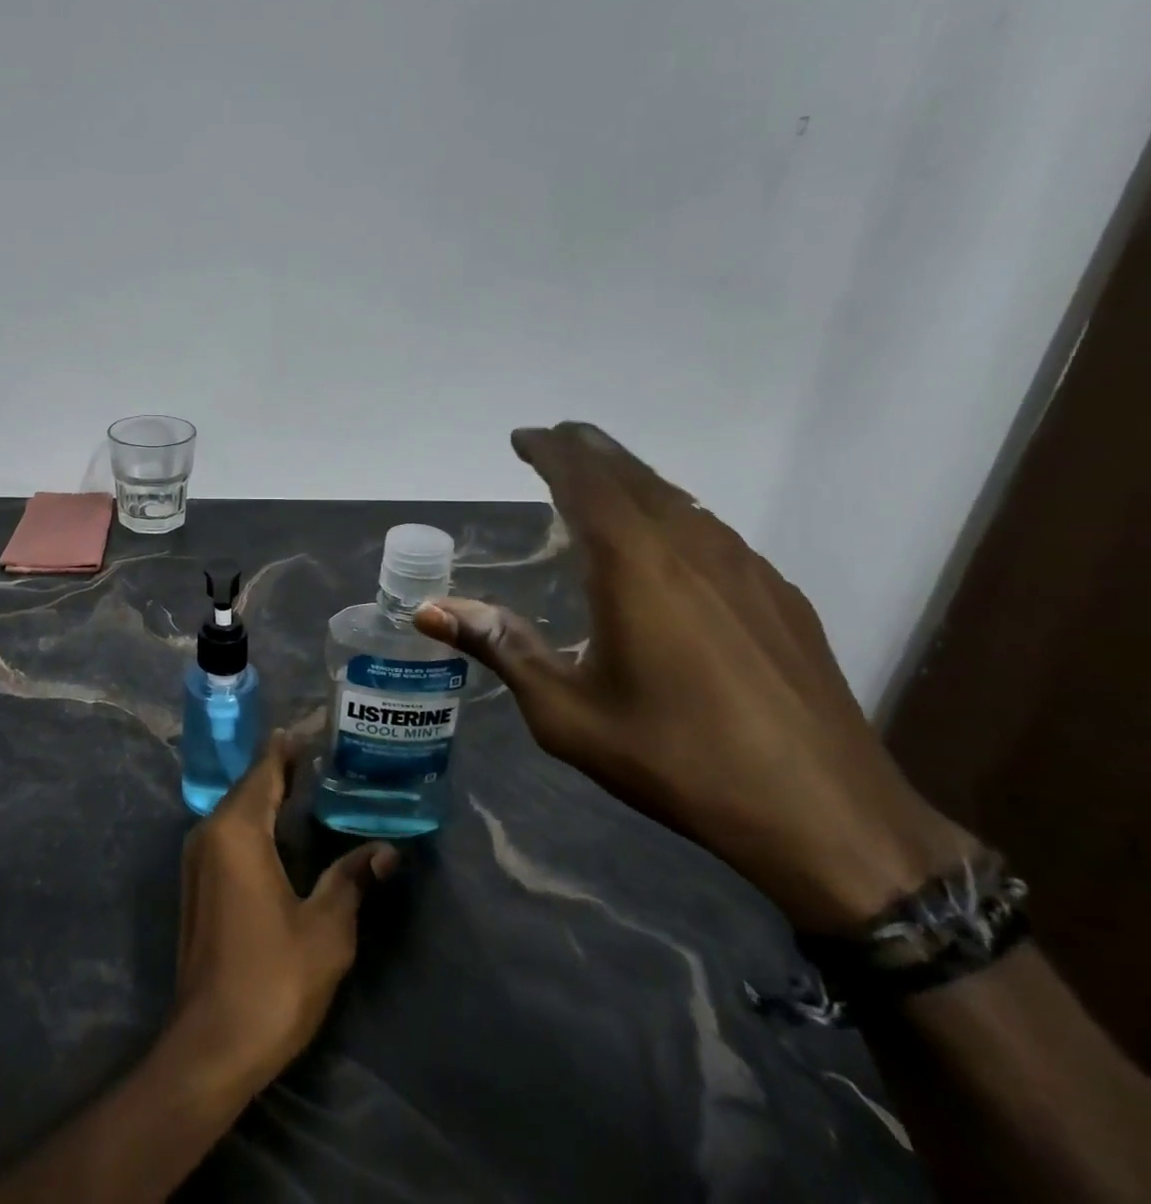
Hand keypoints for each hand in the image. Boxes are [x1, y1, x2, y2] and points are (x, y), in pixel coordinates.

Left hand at [172, 732, 398, 1092]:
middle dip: (280, 769)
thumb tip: (387, 851)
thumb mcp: (326, 929)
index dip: (287, 748)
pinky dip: (254, 821)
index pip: (264, 771)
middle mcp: (210, 832)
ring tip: (307, 785)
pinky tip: (281, 832)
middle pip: (248, 787)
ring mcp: (197, 858)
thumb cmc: (272, 979)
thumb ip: (352, 880)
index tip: (312, 729)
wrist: (211, 1044)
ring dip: (267, 796)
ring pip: (236, 810)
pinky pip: (227, 833)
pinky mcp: (197, 883)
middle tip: (321, 756)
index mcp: (238, 830)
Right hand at [415, 422, 973, 934]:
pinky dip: (672, 514)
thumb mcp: (567, 712)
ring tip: (601, 480)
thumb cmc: (676, 758)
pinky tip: (667, 544)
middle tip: (556, 440)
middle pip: (634, 475)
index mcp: (634, 565)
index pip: (585, 480)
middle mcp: (691, 548)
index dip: (550, 451)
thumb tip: (429, 611)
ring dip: (632, 479)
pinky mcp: (779, 596)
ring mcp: (745, 568)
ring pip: (678, 498)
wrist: (826, 816)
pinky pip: (712, 530)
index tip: (522, 438)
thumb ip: (501, 648)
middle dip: (590, 449)